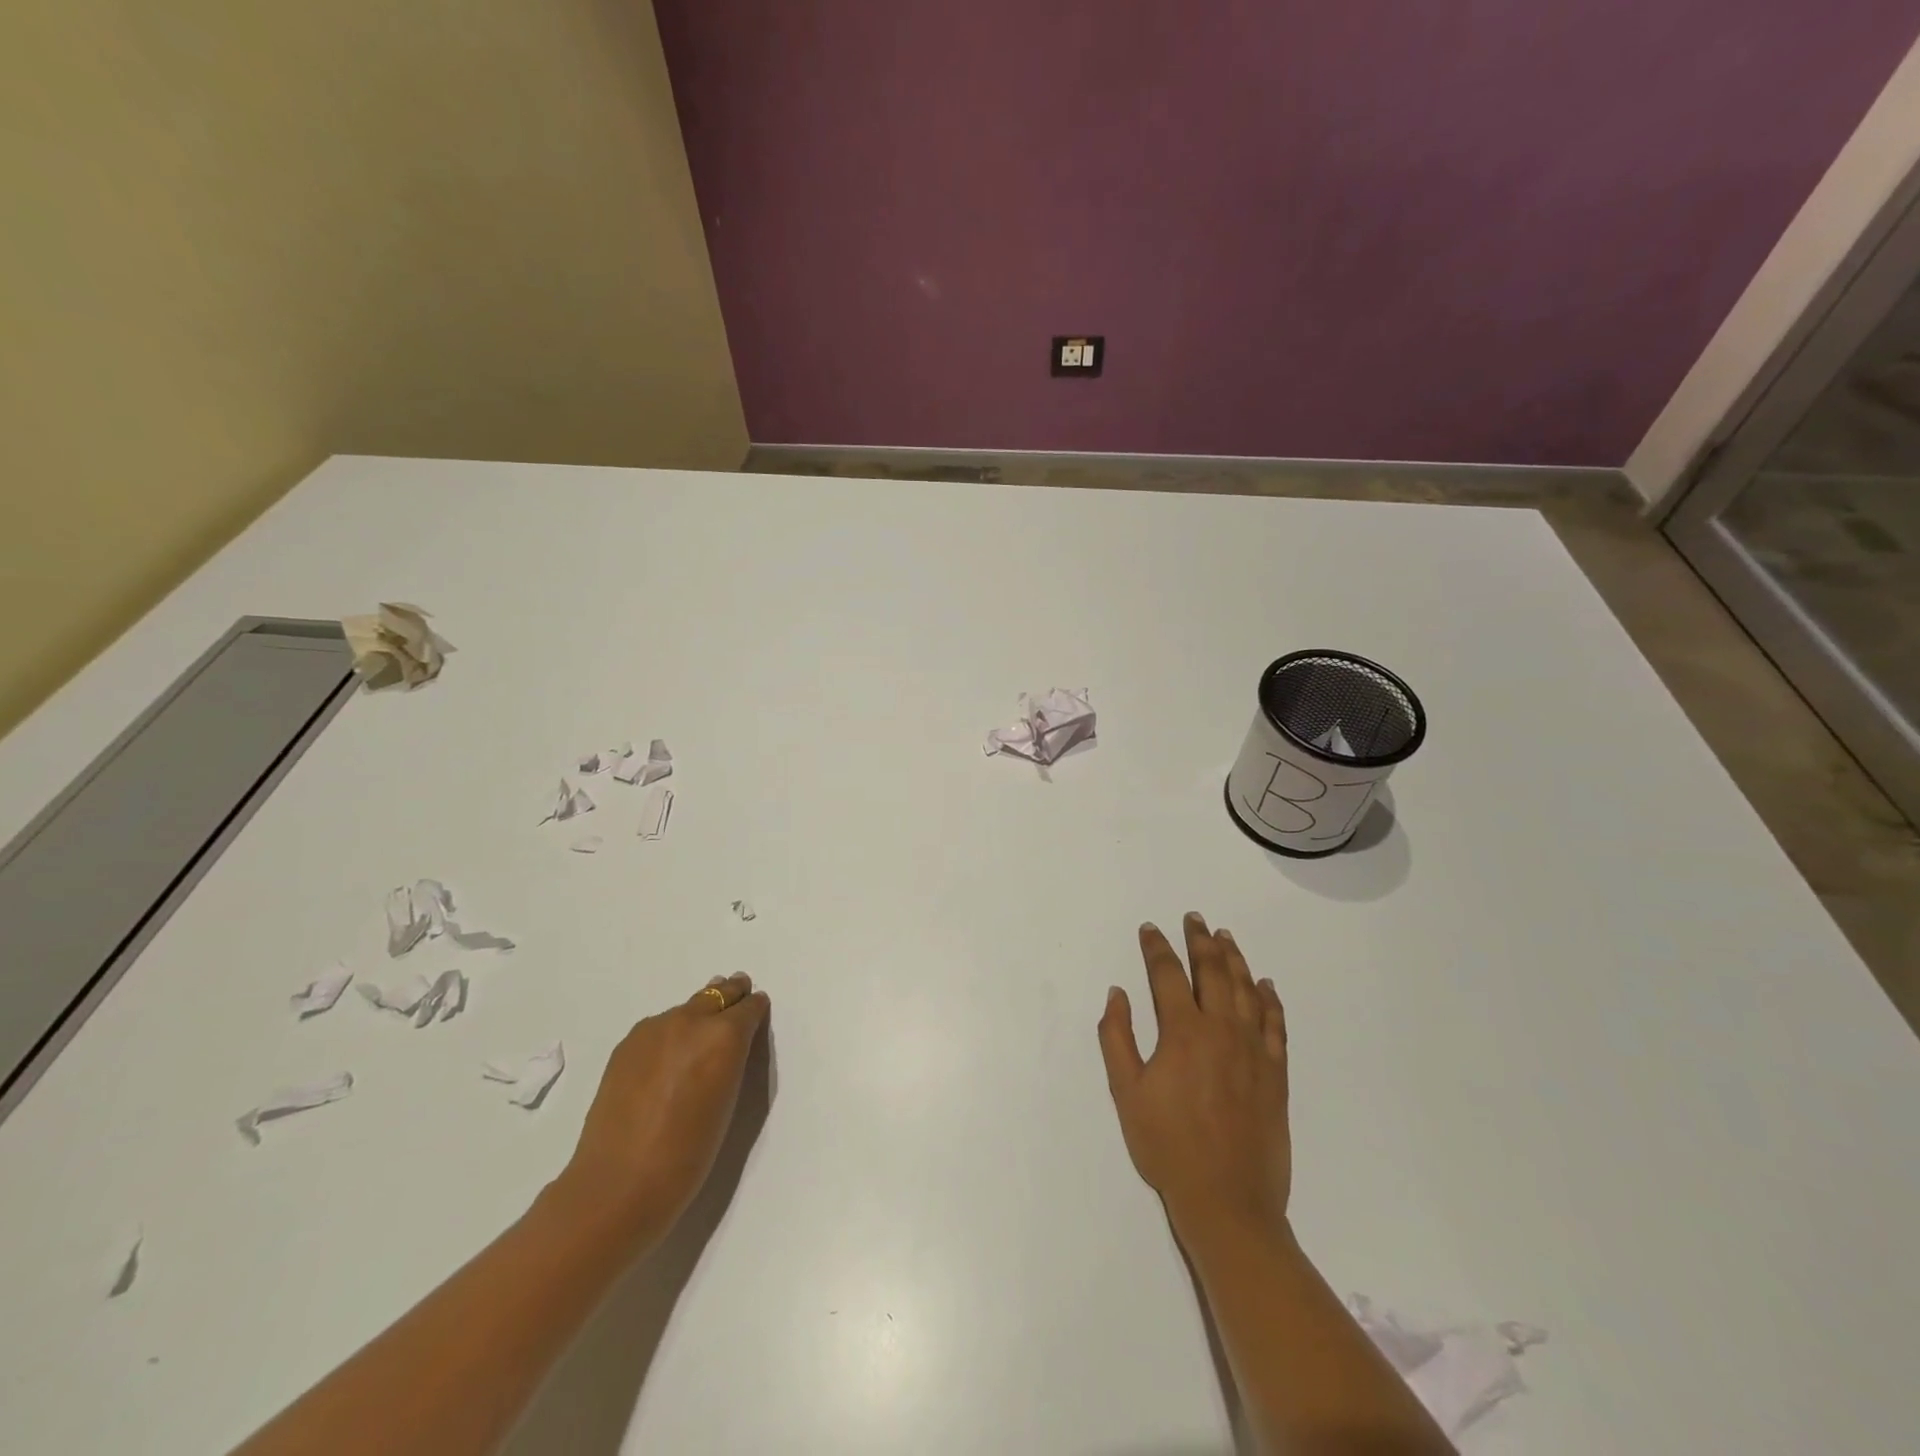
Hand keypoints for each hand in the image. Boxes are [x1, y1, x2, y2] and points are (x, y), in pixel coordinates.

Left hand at [551, 973, 770, 1252]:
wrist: (618, 1185)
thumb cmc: (688, 1154)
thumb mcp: (727, 1101)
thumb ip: (731, 1060)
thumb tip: (726, 1043)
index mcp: (723, 1035)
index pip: (749, 1007)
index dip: (755, 1009)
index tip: (757, 1012)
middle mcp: (690, 1020)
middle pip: (717, 993)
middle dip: (730, 996)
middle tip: (738, 996)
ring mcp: (654, 1029)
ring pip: (686, 1008)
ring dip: (699, 1014)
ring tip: (701, 1033)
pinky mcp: (627, 1044)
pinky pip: (659, 1026)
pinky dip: (671, 1032)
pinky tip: (667, 1056)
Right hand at [1098, 914, 1290, 1241]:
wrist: (1228, 1201)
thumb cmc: (1168, 1146)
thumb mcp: (1126, 1092)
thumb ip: (1117, 1037)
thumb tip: (1117, 994)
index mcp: (1183, 1032)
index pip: (1167, 975)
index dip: (1157, 948)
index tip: (1150, 929)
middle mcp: (1221, 1030)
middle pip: (1212, 971)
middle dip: (1200, 941)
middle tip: (1194, 918)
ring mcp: (1253, 1050)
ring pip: (1245, 990)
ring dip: (1235, 959)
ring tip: (1225, 937)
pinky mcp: (1276, 1073)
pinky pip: (1276, 1024)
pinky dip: (1270, 999)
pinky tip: (1265, 985)